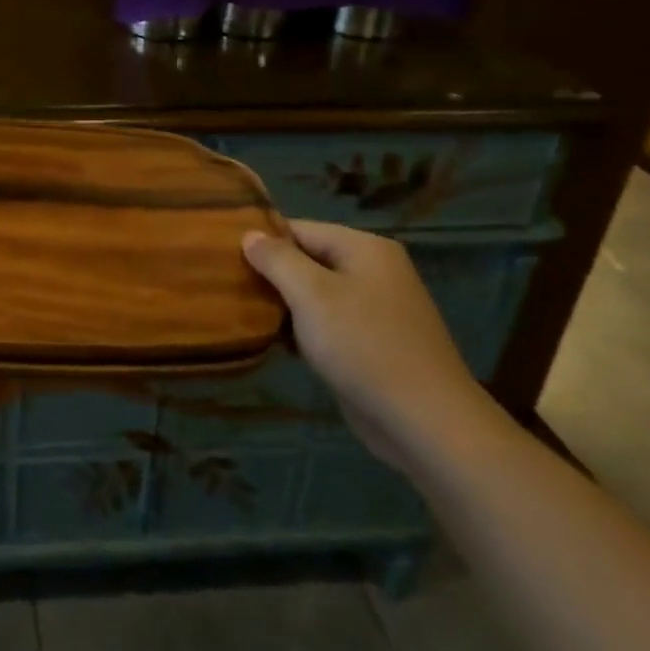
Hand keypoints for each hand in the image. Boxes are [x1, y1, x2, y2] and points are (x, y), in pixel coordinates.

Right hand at [243, 221, 500, 471]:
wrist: (425, 421)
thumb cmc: (363, 345)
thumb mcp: (311, 295)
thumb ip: (277, 259)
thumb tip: (249, 234)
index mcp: (365, 248)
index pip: (300, 229)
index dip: (263, 240)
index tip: (225, 257)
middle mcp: (374, 271)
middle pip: (308, 260)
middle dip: (271, 275)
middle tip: (229, 286)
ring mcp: (376, 309)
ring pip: (316, 295)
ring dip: (284, 305)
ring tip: (242, 313)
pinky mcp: (373, 343)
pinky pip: (328, 324)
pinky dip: (303, 330)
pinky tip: (276, 343)